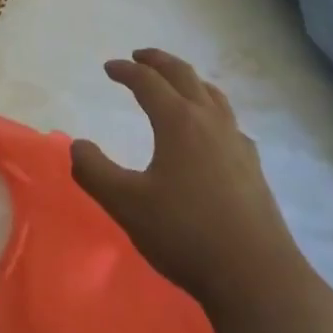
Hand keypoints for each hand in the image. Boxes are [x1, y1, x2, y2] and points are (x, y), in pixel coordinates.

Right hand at [72, 48, 310, 310]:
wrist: (256, 276)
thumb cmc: (186, 234)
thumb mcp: (127, 205)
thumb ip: (95, 172)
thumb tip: (77, 145)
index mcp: (179, 121)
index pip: (148, 82)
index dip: (126, 71)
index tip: (109, 67)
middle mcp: (210, 121)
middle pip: (184, 75)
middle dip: (159, 61)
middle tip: (140, 57)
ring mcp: (236, 142)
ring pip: (212, 94)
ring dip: (189, 80)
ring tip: (176, 83)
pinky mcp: (253, 166)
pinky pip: (229, 121)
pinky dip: (211, 110)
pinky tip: (211, 132)